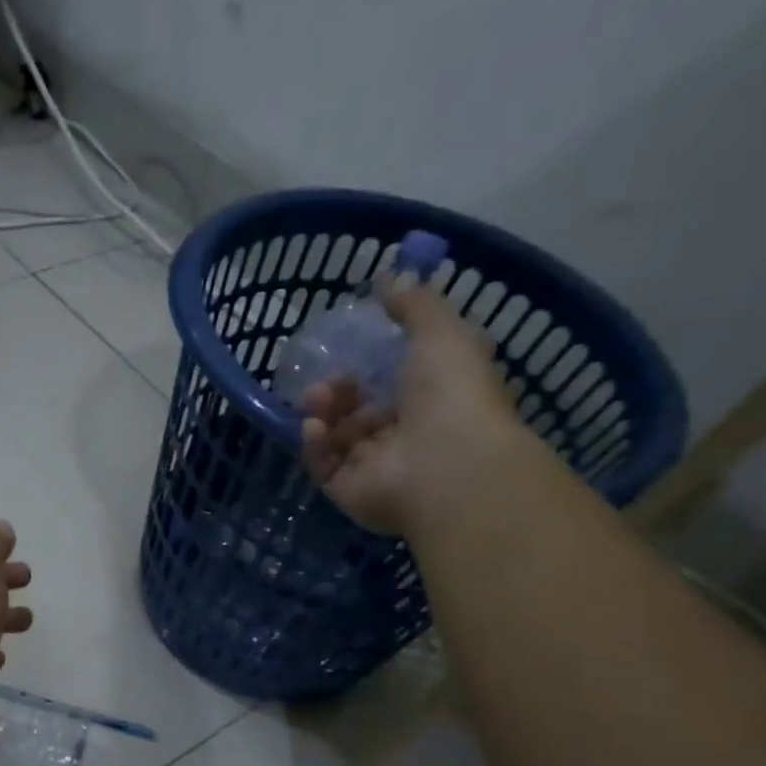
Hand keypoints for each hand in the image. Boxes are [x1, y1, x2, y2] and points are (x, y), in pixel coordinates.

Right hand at [299, 280, 522, 535]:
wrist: (447, 466)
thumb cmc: (451, 395)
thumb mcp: (440, 332)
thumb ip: (414, 305)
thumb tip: (389, 275)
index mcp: (434, 400)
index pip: (396, 382)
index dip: (371, 363)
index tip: (350, 344)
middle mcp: (405, 436)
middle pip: (360, 410)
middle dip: (338, 389)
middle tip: (327, 379)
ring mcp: (376, 467)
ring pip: (337, 436)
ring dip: (323, 412)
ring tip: (317, 398)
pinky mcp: (348, 490)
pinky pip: (323, 464)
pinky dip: (315, 444)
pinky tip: (313, 427)